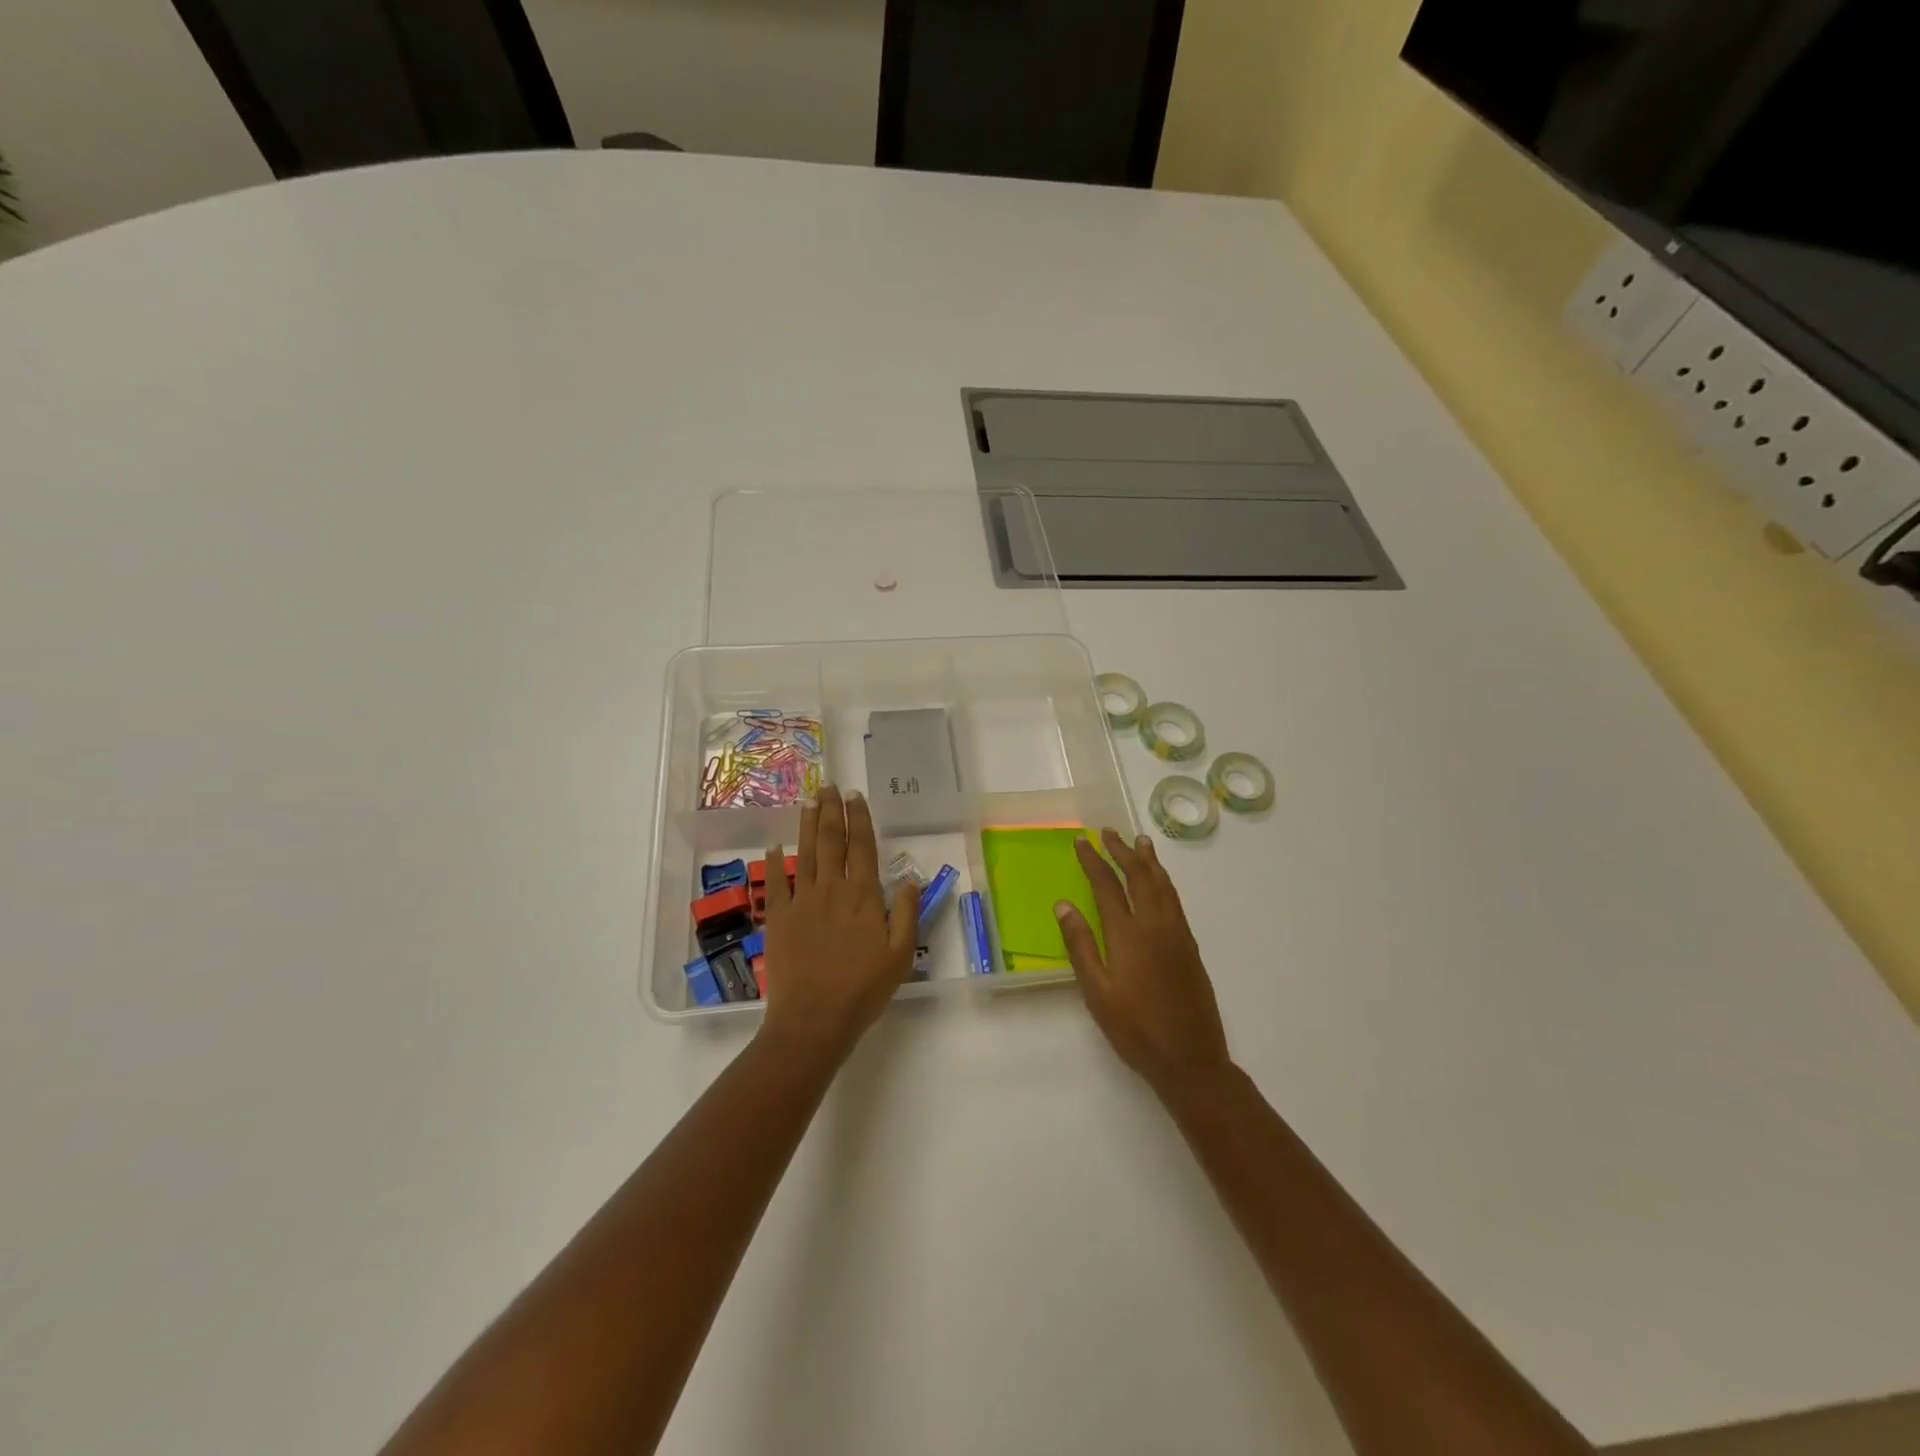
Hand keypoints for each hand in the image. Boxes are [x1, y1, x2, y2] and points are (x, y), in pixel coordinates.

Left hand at [759, 785, 918, 1060]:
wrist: (814, 1019)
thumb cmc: (863, 990)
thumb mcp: (900, 955)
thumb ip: (906, 913)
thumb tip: (909, 879)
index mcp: (863, 896)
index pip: (863, 847)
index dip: (860, 819)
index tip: (856, 797)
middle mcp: (832, 889)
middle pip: (832, 841)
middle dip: (832, 811)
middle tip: (829, 786)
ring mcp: (802, 901)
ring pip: (806, 853)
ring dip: (808, 825)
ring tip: (809, 801)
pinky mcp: (779, 918)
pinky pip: (776, 883)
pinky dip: (775, 862)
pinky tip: (775, 845)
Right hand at [1057, 828, 1231, 1094]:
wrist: (1190, 1058)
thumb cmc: (1135, 1029)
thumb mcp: (1096, 992)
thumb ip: (1080, 945)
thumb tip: (1063, 905)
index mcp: (1128, 934)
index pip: (1107, 886)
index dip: (1093, 860)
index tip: (1081, 842)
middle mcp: (1155, 925)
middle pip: (1139, 876)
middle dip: (1122, 851)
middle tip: (1109, 832)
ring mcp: (1177, 934)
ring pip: (1163, 885)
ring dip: (1148, 861)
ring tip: (1140, 842)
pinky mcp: (1190, 946)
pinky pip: (1175, 900)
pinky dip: (1164, 881)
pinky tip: (1160, 882)